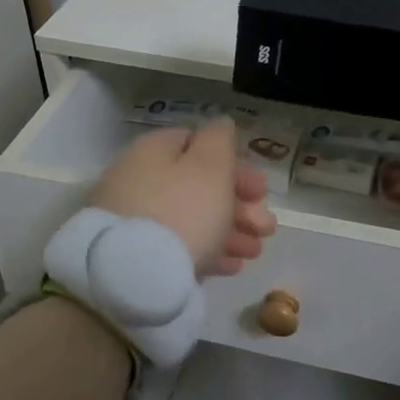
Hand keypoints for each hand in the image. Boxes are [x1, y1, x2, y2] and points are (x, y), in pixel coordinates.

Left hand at [88, 119, 277, 276]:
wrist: (133, 275)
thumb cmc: (182, 210)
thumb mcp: (210, 166)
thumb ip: (219, 140)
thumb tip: (220, 124)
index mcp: (154, 151)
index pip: (197, 145)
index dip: (234, 165)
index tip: (261, 190)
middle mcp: (139, 179)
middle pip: (196, 185)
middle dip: (238, 204)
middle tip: (267, 226)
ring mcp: (133, 219)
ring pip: (189, 217)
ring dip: (228, 230)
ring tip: (255, 251)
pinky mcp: (133, 254)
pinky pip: (176, 245)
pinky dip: (206, 250)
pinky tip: (231, 266)